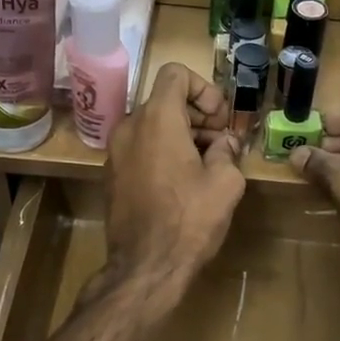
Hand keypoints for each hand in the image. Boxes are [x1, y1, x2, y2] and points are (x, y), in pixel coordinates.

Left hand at [102, 63, 246, 300]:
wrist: (145, 267)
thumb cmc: (189, 220)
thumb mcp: (225, 182)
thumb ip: (227, 151)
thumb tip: (225, 144)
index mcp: (157, 119)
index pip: (176, 73)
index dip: (204, 89)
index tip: (220, 120)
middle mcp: (129, 127)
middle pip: (165, 101)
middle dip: (198, 116)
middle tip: (222, 145)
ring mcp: (115, 152)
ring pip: (153, 126)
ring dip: (182, 136)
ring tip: (207, 167)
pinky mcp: (112, 176)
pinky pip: (141, 148)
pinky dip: (163, 153)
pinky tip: (183, 184)